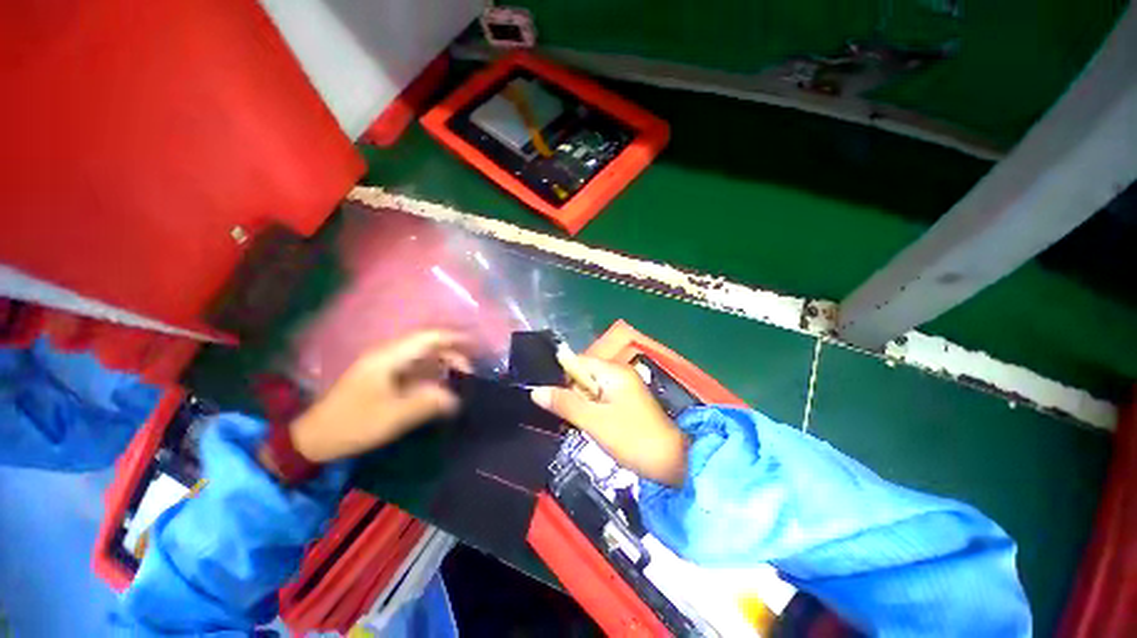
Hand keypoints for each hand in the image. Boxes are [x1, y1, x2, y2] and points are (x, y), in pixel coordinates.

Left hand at [288, 330, 472, 462]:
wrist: (314, 439)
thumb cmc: (353, 423)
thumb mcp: (394, 416)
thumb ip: (429, 403)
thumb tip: (456, 398)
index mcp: (389, 357)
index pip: (428, 337)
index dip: (454, 338)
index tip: (476, 347)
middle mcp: (388, 355)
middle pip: (428, 345)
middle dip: (452, 355)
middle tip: (469, 374)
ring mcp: (385, 366)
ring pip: (422, 357)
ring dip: (442, 365)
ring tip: (460, 380)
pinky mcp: (383, 377)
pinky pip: (414, 369)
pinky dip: (431, 374)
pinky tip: (440, 387)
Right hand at [531, 357, 687, 485]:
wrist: (673, 463)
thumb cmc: (632, 438)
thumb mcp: (595, 422)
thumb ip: (565, 403)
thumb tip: (536, 391)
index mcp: (613, 371)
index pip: (578, 362)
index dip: (561, 377)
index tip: (549, 398)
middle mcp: (619, 373)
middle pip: (583, 375)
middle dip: (571, 394)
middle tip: (565, 416)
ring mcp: (624, 388)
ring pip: (591, 389)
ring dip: (581, 404)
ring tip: (576, 423)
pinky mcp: (627, 402)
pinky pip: (601, 399)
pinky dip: (592, 410)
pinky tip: (589, 426)